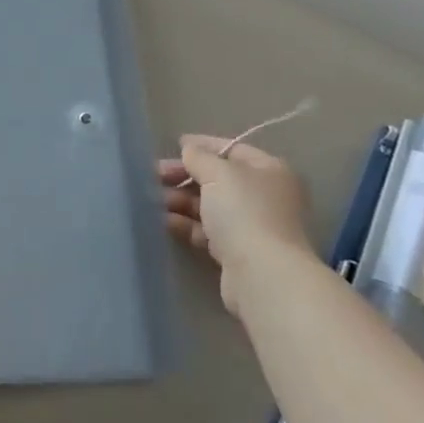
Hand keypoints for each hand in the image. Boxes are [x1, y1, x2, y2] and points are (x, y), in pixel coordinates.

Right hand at [158, 137, 314, 317]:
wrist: (263, 276)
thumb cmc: (244, 211)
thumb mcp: (218, 173)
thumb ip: (199, 157)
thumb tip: (189, 150)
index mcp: (270, 171)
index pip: (232, 149)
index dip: (203, 145)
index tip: (175, 146)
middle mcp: (265, 196)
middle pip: (219, 179)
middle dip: (185, 176)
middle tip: (155, 175)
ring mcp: (253, 226)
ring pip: (211, 206)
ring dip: (182, 200)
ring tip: (154, 199)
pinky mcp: (238, 253)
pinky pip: (208, 231)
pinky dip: (187, 224)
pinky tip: (164, 220)